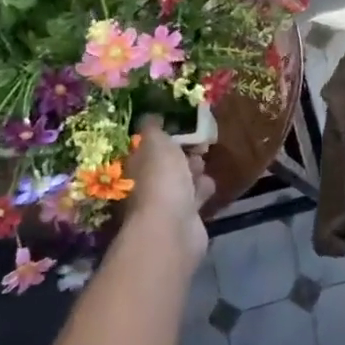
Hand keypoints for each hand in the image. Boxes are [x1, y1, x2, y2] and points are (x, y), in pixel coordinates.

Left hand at [123, 118, 213, 265]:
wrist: (173, 228)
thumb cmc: (161, 179)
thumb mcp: (155, 142)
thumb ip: (153, 127)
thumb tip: (150, 116)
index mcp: (136, 165)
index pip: (148, 146)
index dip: (164, 134)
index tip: (182, 124)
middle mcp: (148, 184)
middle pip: (167, 163)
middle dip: (183, 152)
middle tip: (199, 143)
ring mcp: (166, 203)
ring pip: (183, 180)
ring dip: (194, 170)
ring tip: (203, 162)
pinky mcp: (186, 218)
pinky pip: (196, 197)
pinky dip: (202, 189)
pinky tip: (208, 185)